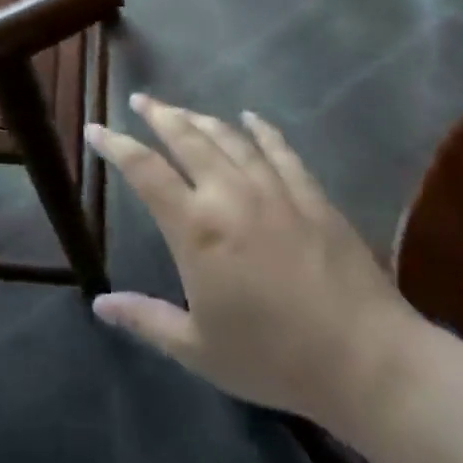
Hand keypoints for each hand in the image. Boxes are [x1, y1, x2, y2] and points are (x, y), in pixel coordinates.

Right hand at [86, 94, 421, 443]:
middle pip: (186, 138)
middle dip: (159, 115)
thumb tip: (100, 305)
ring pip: (228, 138)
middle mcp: (229, 194)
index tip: (96, 129)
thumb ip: (146, 320)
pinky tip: (250, 118)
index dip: (116, 145)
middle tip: (141, 100)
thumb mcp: (199, 350)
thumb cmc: (273, 358)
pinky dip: (262, 129)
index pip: (144, 170)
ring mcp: (273, 189)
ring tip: (182, 111)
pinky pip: (280, 150)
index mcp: (196, 227)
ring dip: (200, 119)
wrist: (366, 361)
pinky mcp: (310, 195)